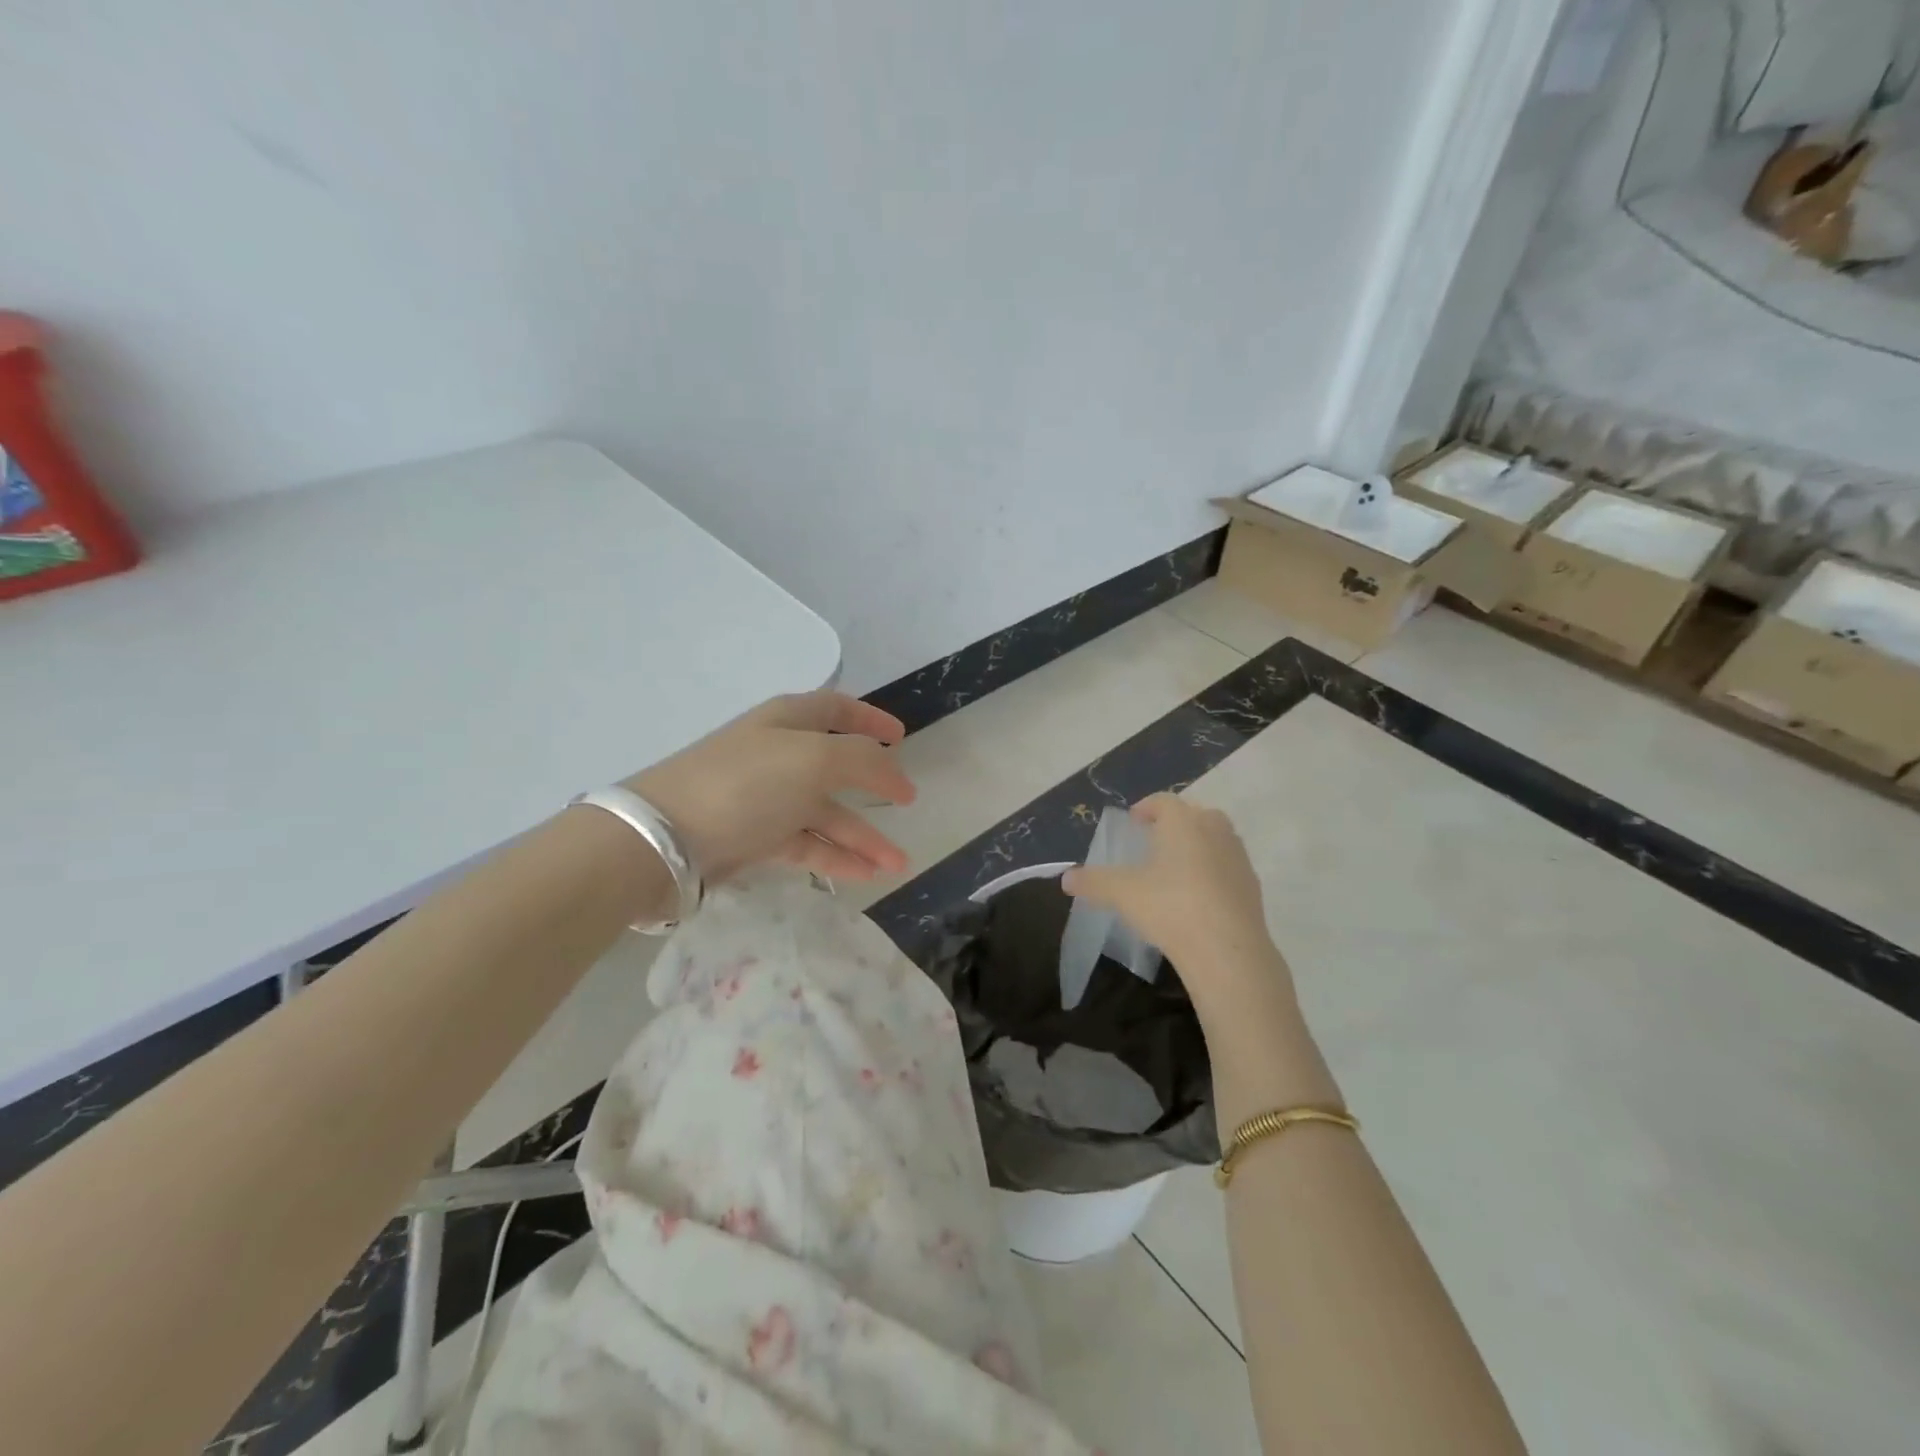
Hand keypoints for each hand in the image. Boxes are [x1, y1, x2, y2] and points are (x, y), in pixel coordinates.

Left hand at [624, 691, 915, 882]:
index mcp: (788, 720)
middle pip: (836, 765)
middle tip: (908, 803)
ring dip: (863, 836)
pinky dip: (836, 856)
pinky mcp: (753, 837)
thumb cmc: (746, 784)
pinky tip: (866, 874)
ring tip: (898, 864)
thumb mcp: (814, 759)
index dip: (870, 719)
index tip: (902, 737)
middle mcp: (778, 754)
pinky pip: (806, 843)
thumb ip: (863, 762)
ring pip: (825, 812)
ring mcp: (764, 798)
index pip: (836, 708)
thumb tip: (896, 774)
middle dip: (874, 786)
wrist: (663, 839)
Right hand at [1062, 794, 1287, 1011]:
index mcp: (1182, 822)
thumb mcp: (1122, 894)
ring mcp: (1238, 857)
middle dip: (1176, 824)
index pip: (1163, 801)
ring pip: (1216, 839)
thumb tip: (1067, 878)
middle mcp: (1214, 830)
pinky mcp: (1252, 886)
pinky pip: (1228, 867)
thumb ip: (1093, 882)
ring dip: (1197, 846)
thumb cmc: (1170, 907)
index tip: (1134, 821)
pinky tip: (1198, 897)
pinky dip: (1213, 872)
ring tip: (1176, 869)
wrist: (1228, 950)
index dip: (1146, 807)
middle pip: (1195, 815)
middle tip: (1156, 841)